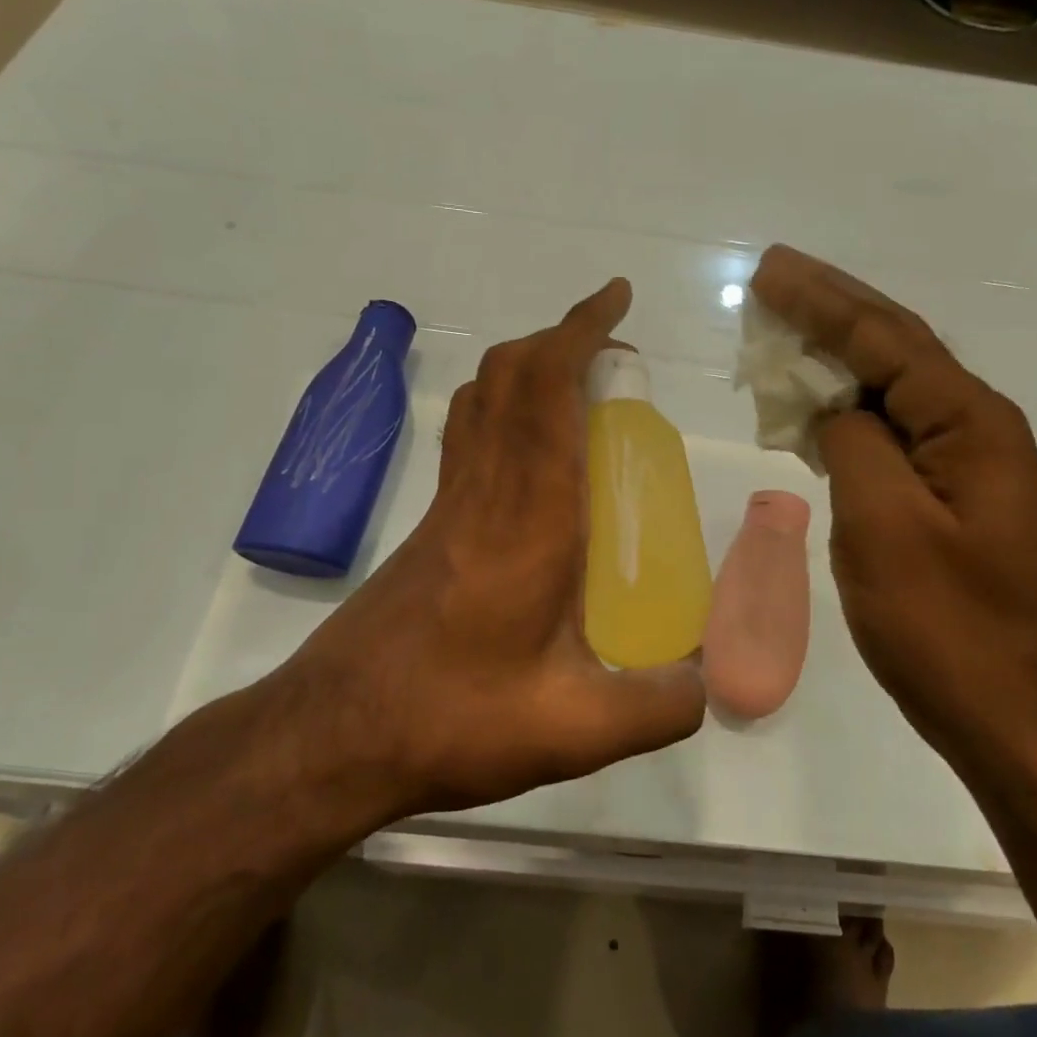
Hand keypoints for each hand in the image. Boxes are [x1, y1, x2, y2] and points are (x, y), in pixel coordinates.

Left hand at [256, 280, 706, 827]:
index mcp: (529, 516)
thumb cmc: (452, 719)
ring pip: (481, 399)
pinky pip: (468, 436)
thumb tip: (705, 683)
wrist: (332, 736)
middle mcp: (484, 491)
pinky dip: (503, 409)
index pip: (547, 390)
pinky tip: (533, 460)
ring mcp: (448, 505)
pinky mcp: (430, 527)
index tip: (616, 300)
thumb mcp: (574, 729)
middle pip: (508, 375)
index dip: (580, 331)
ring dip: (527, 368)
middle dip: (560, 338)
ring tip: (578, 388)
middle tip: (613, 354)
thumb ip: (657, 707)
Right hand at [750, 245, 1036, 773]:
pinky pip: (889, 434)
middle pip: (895, 348)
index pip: (886, 339)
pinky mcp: (947, 500)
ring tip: (781, 328)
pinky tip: (811, 408)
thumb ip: (854, 444)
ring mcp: (964, 467)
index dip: (822, 301)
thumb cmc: (947, 627)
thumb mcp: (885, 526)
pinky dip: (843, 412)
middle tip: (773, 277)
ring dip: (835, 357)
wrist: (1015, 718)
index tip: (768, 271)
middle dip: (831, 309)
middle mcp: (975, 429)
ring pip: (890, 390)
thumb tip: (834, 410)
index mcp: (969, 424)